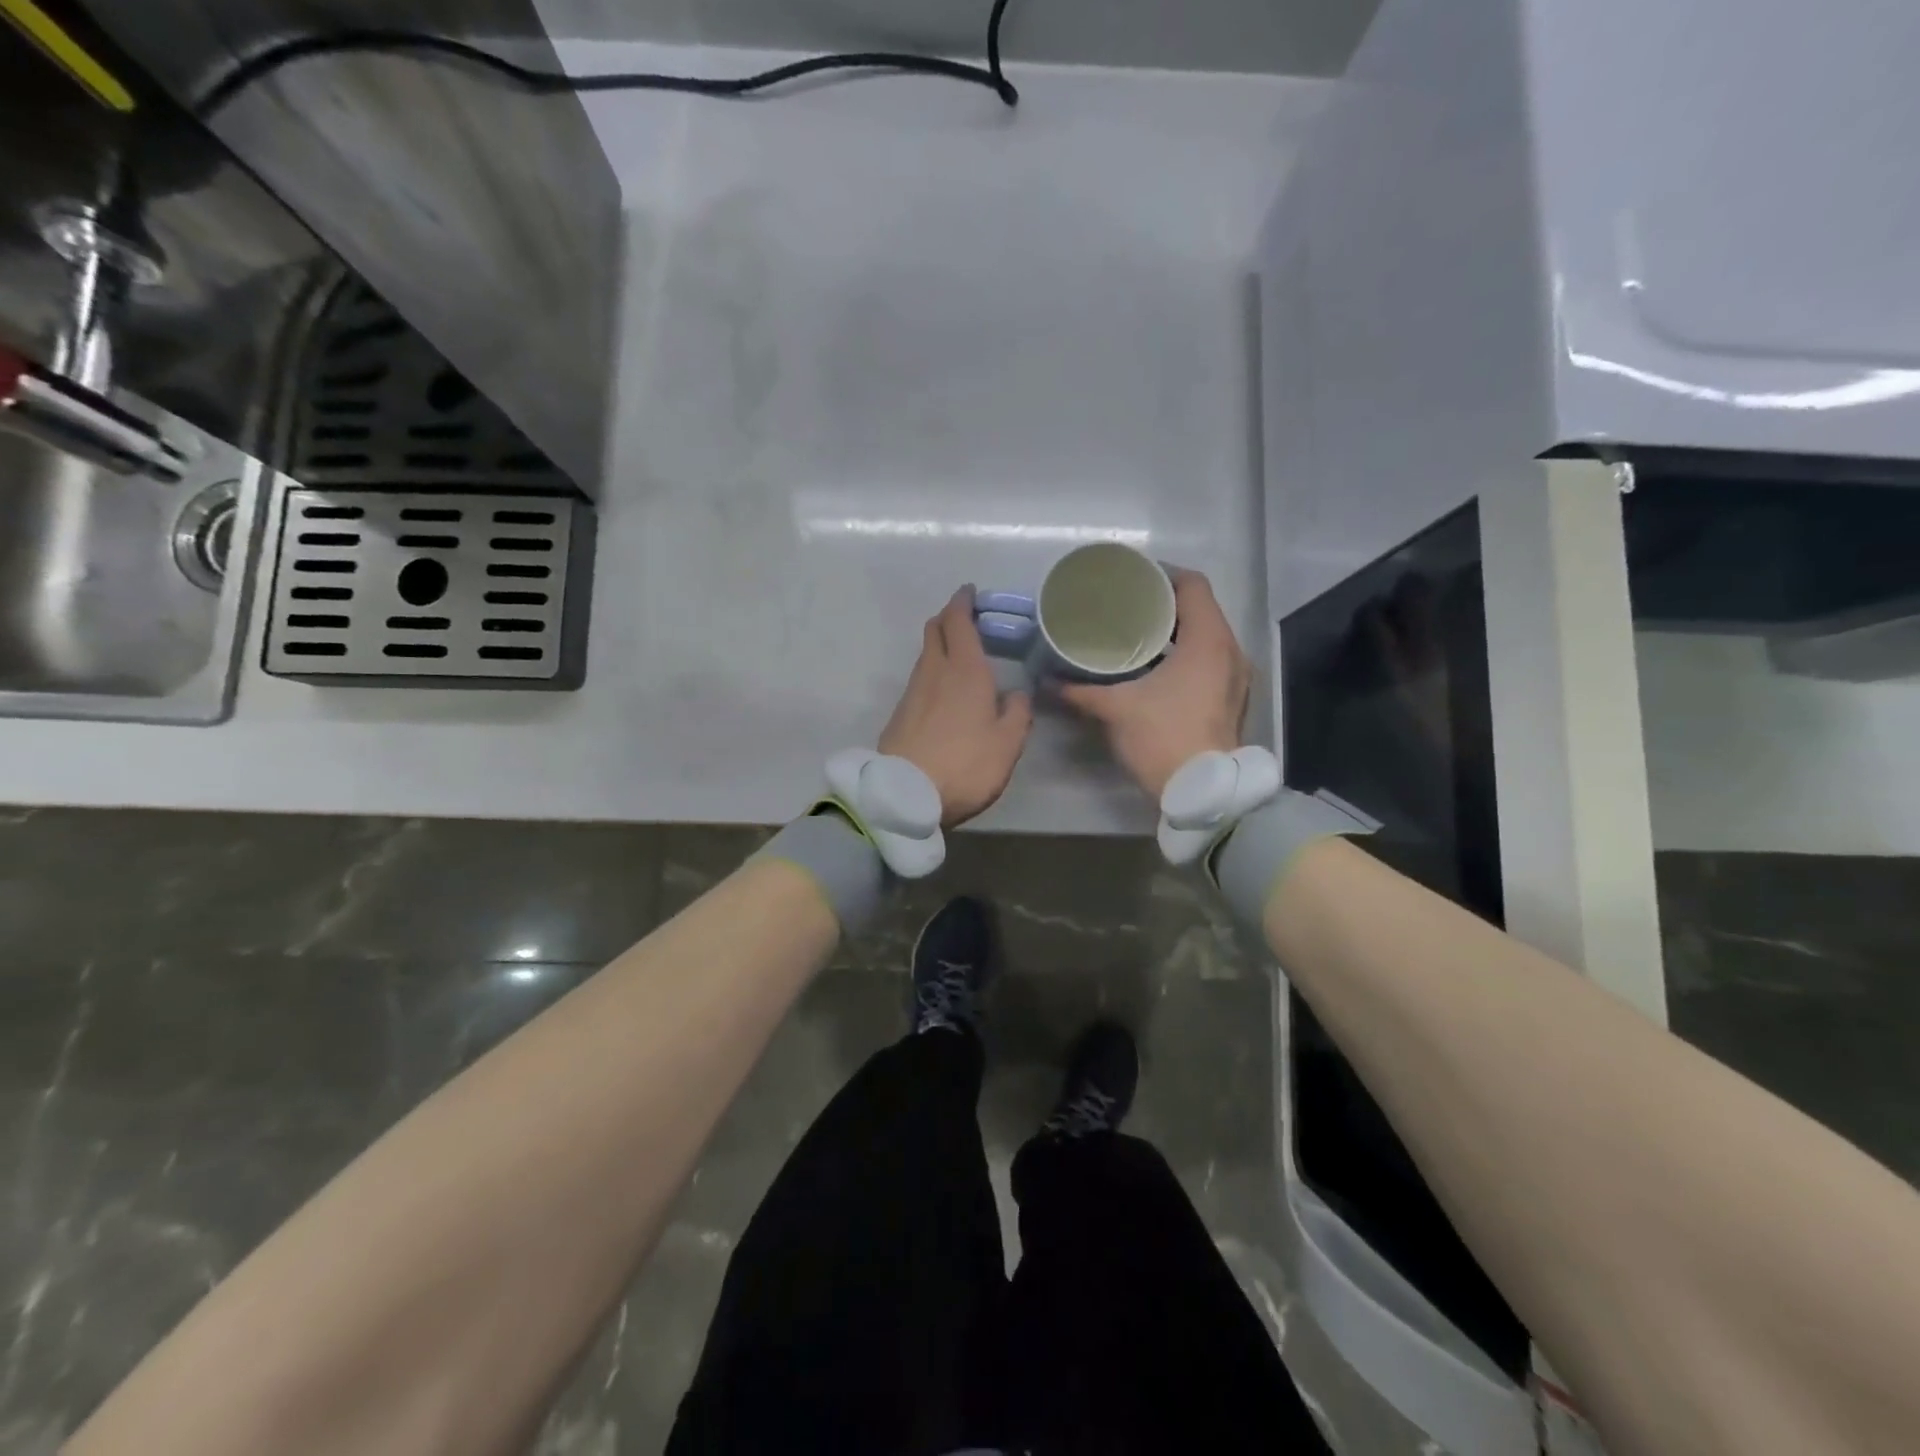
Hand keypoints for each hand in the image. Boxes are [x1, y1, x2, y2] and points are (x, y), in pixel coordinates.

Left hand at [879, 586, 1034, 826]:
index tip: (970, 592)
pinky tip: (946, 692)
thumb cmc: (965, 764)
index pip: (958, 620)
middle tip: (967, 620)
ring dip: (941, 646)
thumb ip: (1018, 712)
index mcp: (965, 670)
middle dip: (949, 617)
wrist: (905, 795)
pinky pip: (920, 679)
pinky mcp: (900, 713)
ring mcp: (912, 692)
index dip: (963, 602)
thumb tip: (1016, 694)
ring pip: (926, 655)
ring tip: (962, 657)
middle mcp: (934, 671)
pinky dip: (934, 672)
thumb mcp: (1008, 743)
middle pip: (935, 630)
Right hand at [1060, 568, 1251, 799]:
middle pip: (1201, 609)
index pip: (1192, 585)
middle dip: (1165, 605)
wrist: (1204, 791)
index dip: (1162, 575)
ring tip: (1139, 635)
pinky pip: (1211, 660)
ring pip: (1207, 636)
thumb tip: (1046, 680)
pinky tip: (1157, 668)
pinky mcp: (1233, 698)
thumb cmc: (1163, 737)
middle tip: (1128, 606)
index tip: (1133, 579)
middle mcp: (1230, 650)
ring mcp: (1236, 676)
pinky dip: (1187, 655)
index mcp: (1208, 640)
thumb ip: (1080, 690)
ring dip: (1177, 632)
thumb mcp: (1116, 709)